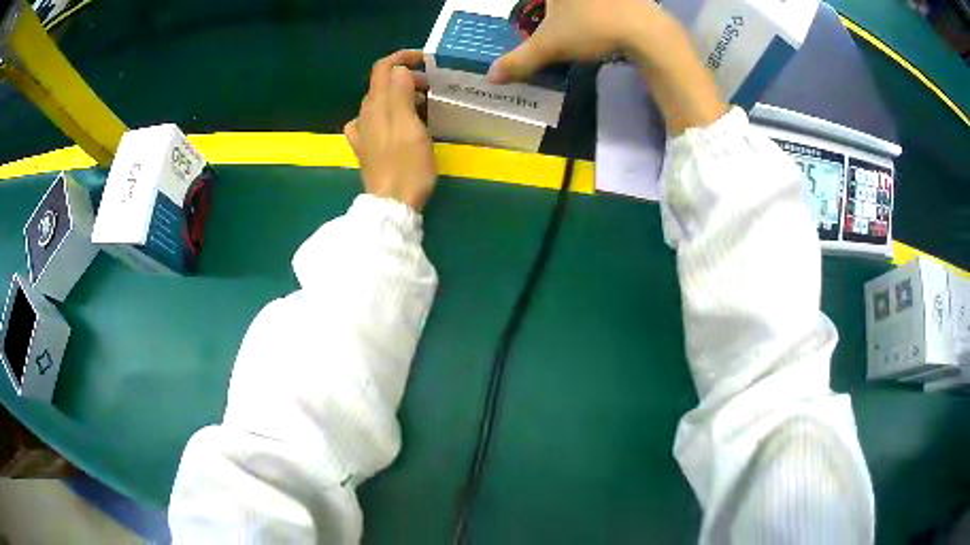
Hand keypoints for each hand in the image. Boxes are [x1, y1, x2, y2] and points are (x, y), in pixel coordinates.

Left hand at [344, 50, 436, 212]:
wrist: (392, 204)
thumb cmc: (406, 166)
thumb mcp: (410, 126)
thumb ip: (401, 94)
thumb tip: (399, 69)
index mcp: (376, 105)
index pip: (383, 68)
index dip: (402, 57)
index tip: (426, 60)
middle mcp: (365, 114)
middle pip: (383, 83)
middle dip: (407, 77)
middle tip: (434, 87)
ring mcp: (364, 132)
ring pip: (381, 102)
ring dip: (402, 95)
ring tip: (426, 104)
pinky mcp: (367, 148)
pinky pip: (376, 121)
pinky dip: (390, 114)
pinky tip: (398, 122)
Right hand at [488, 0, 672, 82]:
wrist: (646, 31)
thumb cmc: (591, 29)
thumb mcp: (549, 46)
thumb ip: (519, 60)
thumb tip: (491, 77)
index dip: (532, 7)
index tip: (536, 16)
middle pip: (558, 1)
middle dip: (554, 8)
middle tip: (551, 18)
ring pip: (584, 3)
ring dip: (577, 8)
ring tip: (577, 22)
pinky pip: (609, 3)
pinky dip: (604, 8)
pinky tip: (605, 18)